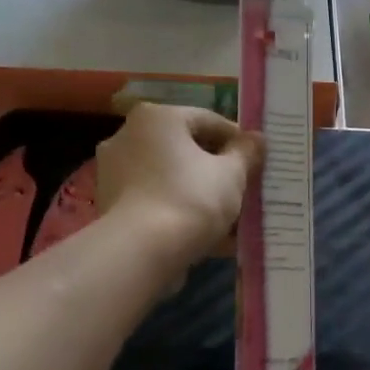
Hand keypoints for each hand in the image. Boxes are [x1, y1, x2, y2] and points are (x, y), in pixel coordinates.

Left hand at [95, 103, 261, 269]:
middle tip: (244, 189)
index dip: (238, 141)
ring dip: (199, 193)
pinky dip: (179, 212)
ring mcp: (114, 172)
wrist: (141, 252)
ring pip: (171, 178)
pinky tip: (206, 237)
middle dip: (217, 169)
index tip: (257, 161)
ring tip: (230, 218)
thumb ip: (246, 152)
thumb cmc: (191, 199)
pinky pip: (156, 201)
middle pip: (185, 149)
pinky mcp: (111, 205)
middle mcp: (128, 136)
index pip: (208, 121)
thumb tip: (257, 138)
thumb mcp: (231, 174)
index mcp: (157, 118)